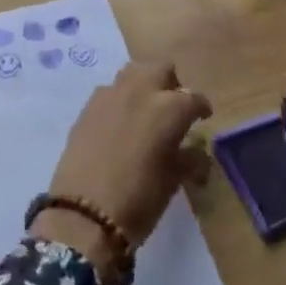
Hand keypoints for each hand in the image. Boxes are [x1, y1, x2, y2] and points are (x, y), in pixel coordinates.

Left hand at [34, 62, 211, 272]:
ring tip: (145, 110)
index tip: (202, 118)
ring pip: (134, 72)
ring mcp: (111, 94)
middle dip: (171, 84)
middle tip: (173, 108)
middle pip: (162, 69)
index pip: (194, 98)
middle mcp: (141, 91)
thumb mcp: (173, 181)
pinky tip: (119, 123)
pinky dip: (120, 99)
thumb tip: (195, 151)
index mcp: (169, 108)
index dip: (201, 108)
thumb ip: (188, 158)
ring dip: (144, 85)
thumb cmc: (139, 201)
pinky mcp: (88, 106)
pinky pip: (110, 91)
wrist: (83, 215)